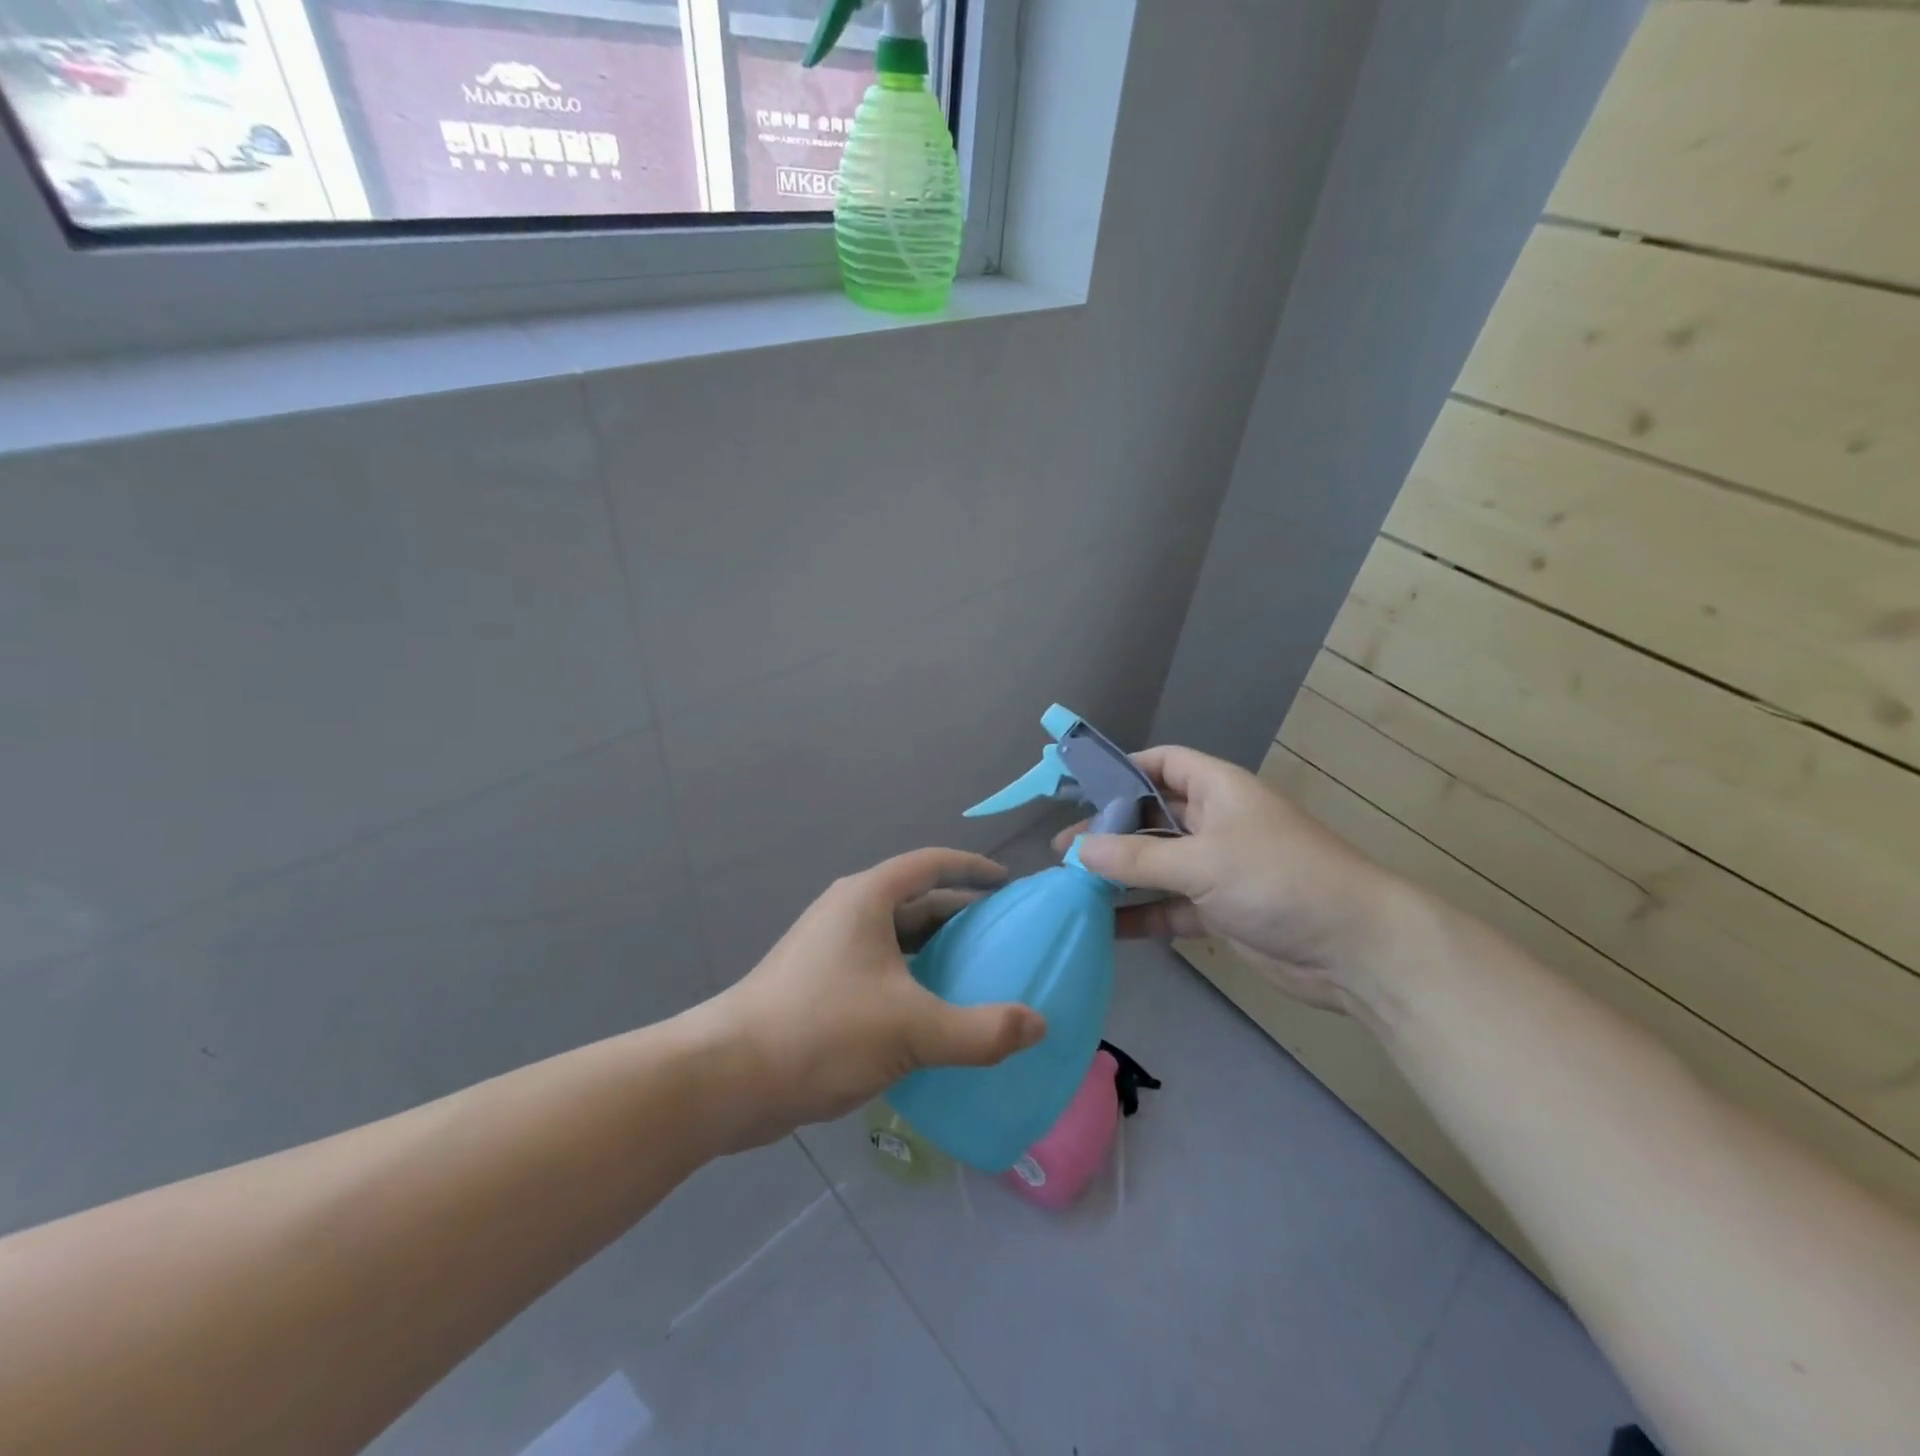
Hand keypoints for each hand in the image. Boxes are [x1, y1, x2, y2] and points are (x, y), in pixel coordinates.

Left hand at [707, 848, 1046, 1147]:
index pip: (931, 864)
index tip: (1008, 884)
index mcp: (868, 898)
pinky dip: (911, 979)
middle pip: (916, 901)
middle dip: (960, 915)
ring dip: (936, 951)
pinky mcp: (818, 983)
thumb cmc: (822, 1031)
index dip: (973, 868)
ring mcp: (829, 948)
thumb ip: (981, 1030)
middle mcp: (847, 912)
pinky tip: (932, 1014)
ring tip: (978, 976)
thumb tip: (1039, 1025)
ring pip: (896, 938)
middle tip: (1004, 938)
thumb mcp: (912, 1029)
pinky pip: (879, 968)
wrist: (728, 1077)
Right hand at [1055, 746, 1407, 1013]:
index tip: (1079, 786)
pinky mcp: (1220, 910)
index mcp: (1218, 789)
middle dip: (1110, 830)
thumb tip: (1077, 851)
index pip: (1163, 763)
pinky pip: (1169, 905)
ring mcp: (1218, 868)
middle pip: (1152, 816)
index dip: (1123, 768)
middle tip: (1063, 849)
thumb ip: (1138, 858)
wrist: (1355, 948)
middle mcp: (1215, 822)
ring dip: (1120, 875)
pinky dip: (1140, 914)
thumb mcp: (1202, 861)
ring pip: (1157, 864)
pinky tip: (1104, 926)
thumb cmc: (1279, 879)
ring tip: (1072, 886)